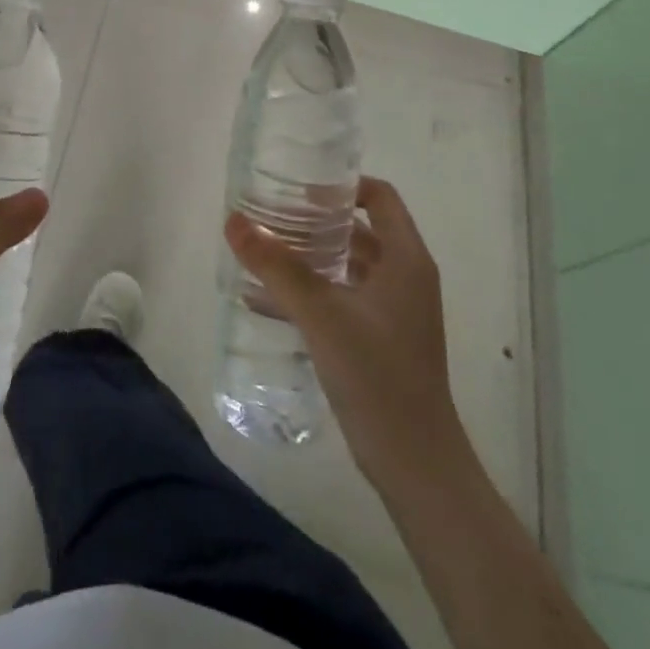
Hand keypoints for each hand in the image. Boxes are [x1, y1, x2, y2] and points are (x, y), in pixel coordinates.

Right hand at [225, 176, 464, 486]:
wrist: (415, 463)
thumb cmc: (376, 374)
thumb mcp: (321, 313)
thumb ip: (277, 266)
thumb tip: (234, 220)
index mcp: (406, 260)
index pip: (380, 197)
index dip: (342, 185)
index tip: (299, 188)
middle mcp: (406, 278)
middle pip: (359, 230)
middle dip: (314, 221)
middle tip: (269, 216)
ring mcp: (395, 312)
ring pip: (348, 265)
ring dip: (309, 256)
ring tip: (263, 253)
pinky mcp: (381, 340)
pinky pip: (343, 298)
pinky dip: (312, 291)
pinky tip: (267, 300)